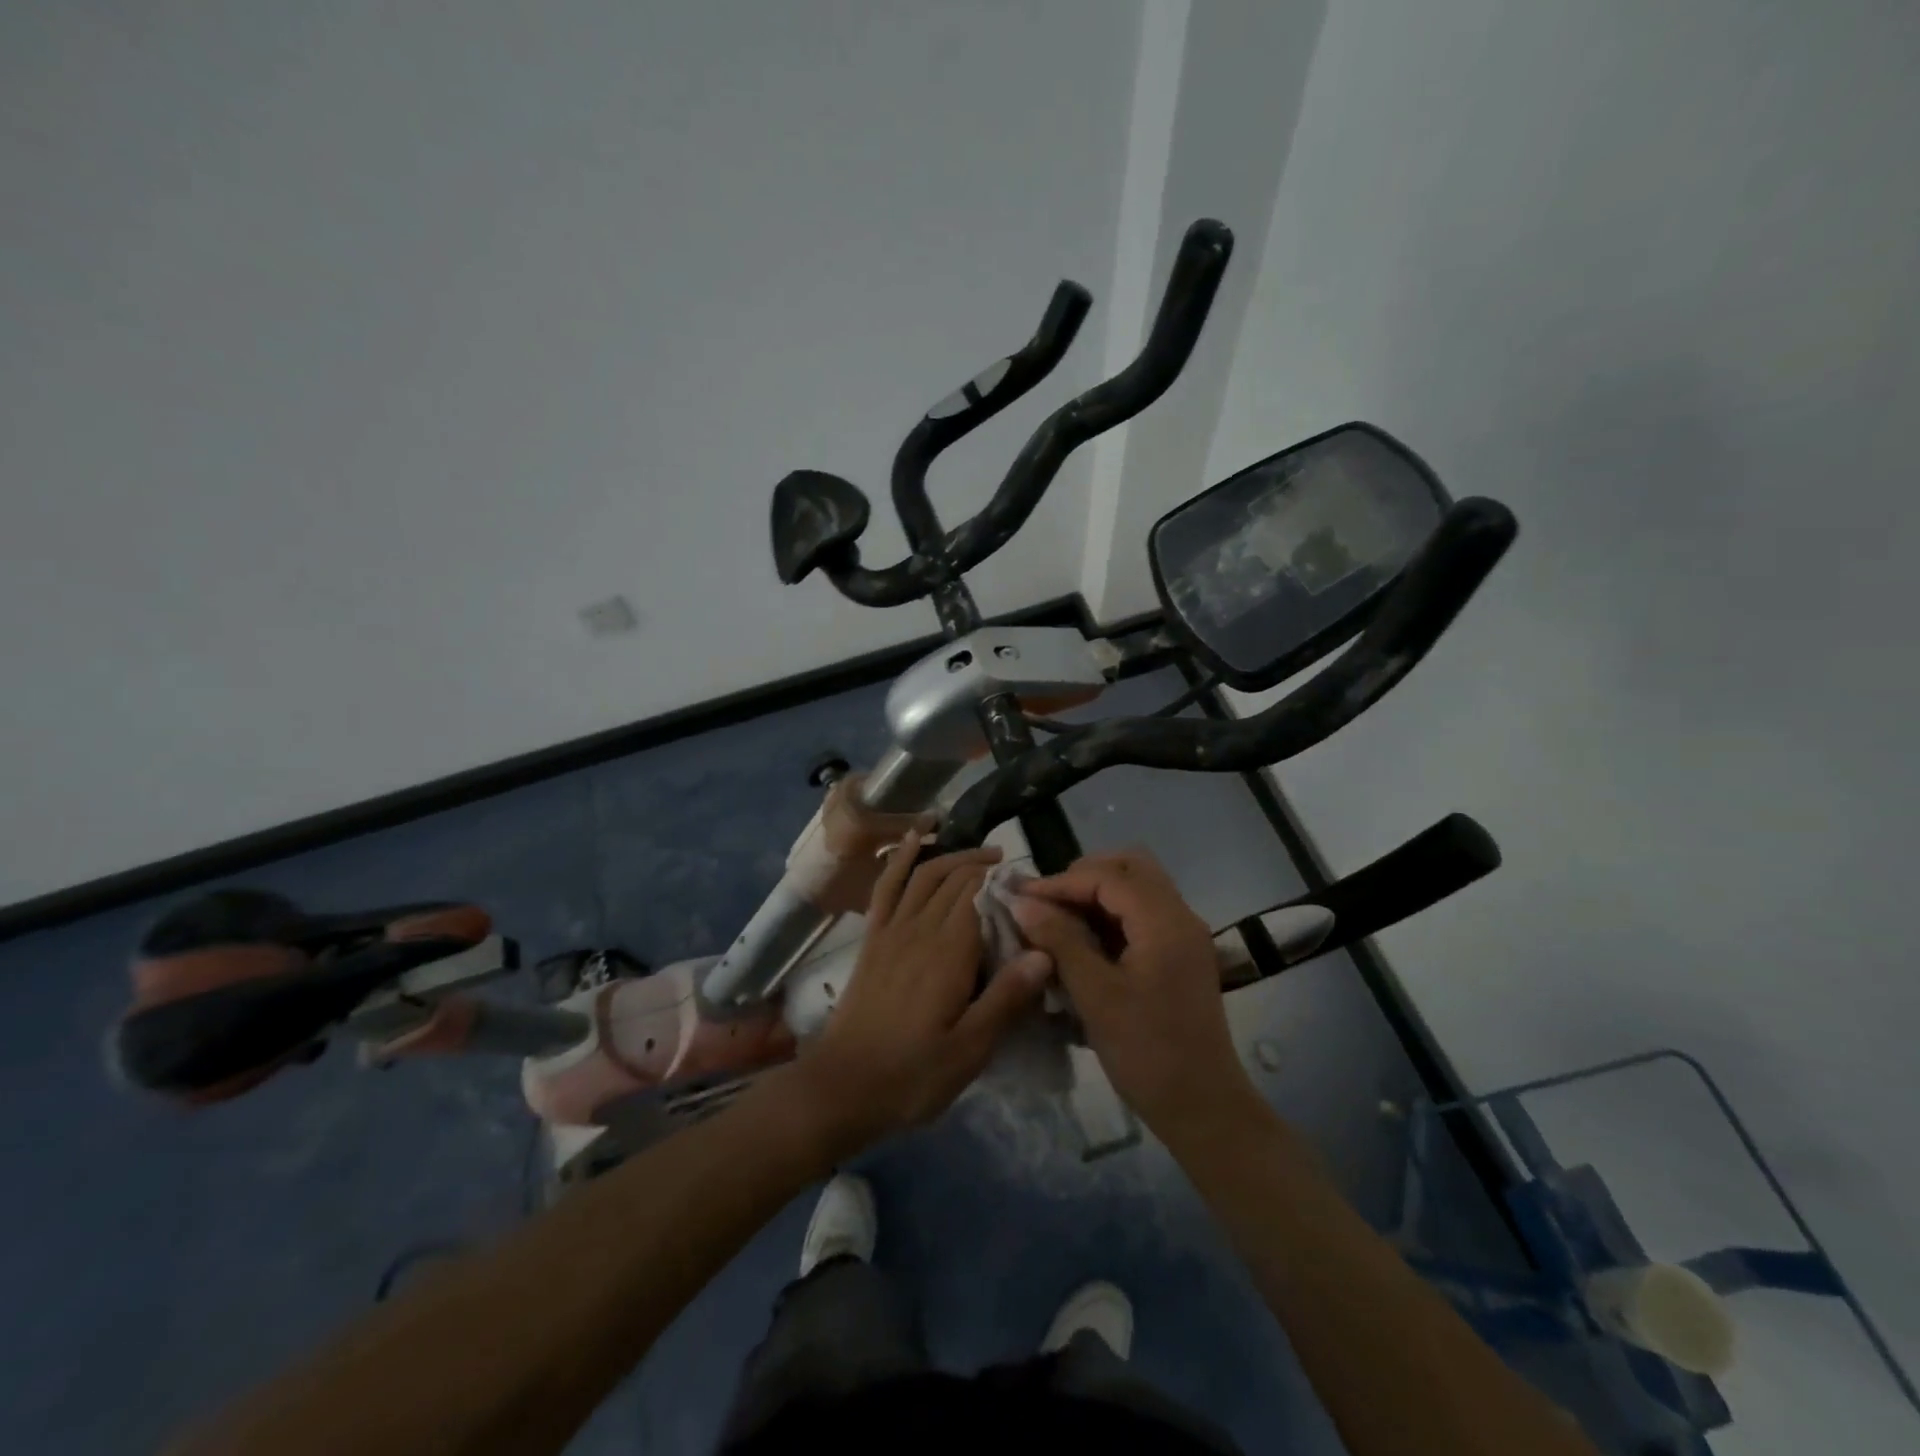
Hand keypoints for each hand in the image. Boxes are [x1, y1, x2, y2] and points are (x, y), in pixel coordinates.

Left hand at [796, 831, 1051, 1156]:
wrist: (842, 1087)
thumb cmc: (913, 1074)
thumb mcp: (970, 1050)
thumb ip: (1006, 999)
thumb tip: (1044, 952)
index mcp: (949, 952)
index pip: (981, 895)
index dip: (1006, 884)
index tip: (1032, 887)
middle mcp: (921, 928)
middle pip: (956, 880)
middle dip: (986, 867)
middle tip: (1014, 873)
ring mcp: (892, 930)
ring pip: (927, 875)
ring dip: (954, 856)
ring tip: (983, 854)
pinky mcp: (873, 938)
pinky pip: (888, 886)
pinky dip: (902, 858)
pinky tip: (915, 838)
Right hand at [1012, 849, 1255, 1140]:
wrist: (1203, 1107)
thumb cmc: (1147, 1052)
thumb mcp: (1095, 995)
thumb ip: (1059, 940)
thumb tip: (1022, 902)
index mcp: (1165, 921)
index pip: (1109, 876)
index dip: (1061, 882)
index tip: (1022, 896)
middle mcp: (1180, 917)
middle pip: (1131, 868)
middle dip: (1084, 876)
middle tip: (1046, 900)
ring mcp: (1183, 936)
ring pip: (1138, 889)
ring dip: (1097, 894)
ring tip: (1057, 918)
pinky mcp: (1179, 955)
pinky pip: (1143, 915)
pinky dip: (1111, 915)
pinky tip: (1081, 940)